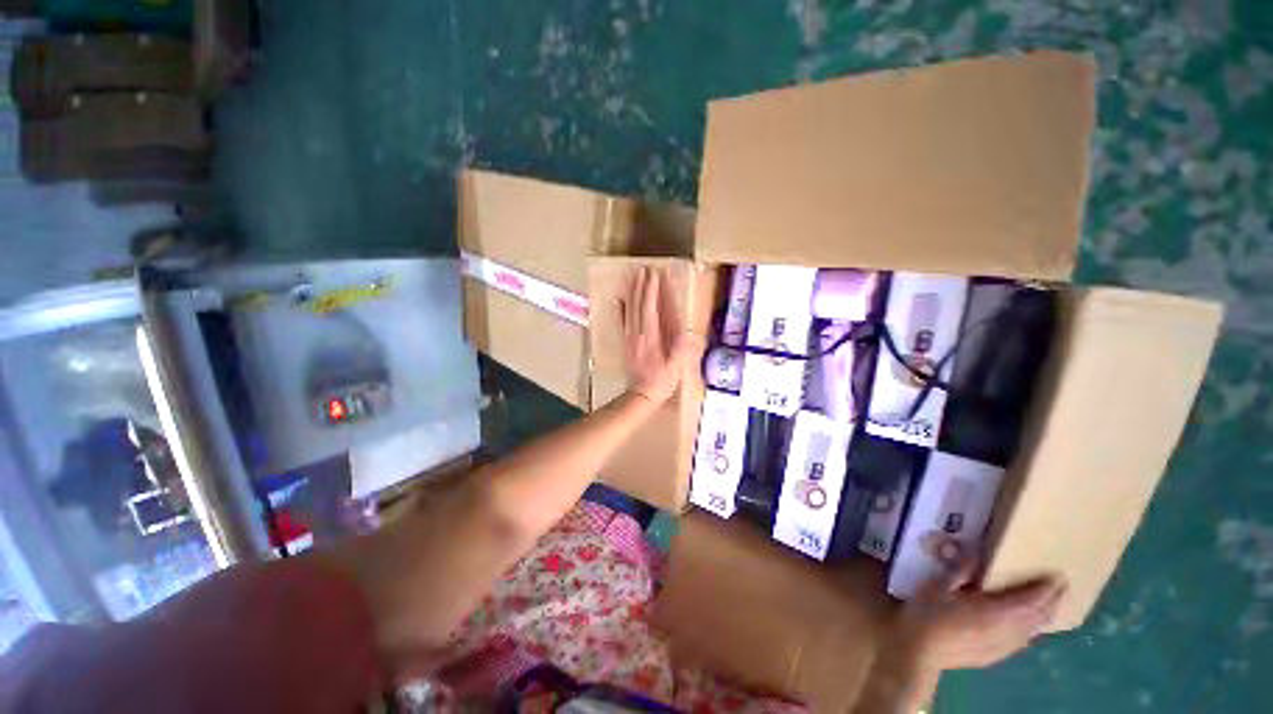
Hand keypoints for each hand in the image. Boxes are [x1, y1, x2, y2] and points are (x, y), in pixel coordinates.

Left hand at [620, 267, 701, 404]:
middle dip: (640, 286)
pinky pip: (622, 321)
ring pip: (629, 310)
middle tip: (643, 269)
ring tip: (633, 277)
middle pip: (637, 305)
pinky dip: (621, 308)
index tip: (654, 275)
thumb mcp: (674, 369)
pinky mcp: (626, 342)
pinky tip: (620, 300)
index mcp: (650, 338)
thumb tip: (687, 332)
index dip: (651, 291)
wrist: (640, 395)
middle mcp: (637, 334)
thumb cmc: (660, 382)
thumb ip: (680, 351)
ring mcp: (629, 337)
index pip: (649, 309)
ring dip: (632, 292)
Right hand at [894, 561, 1065, 672]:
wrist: (919, 649)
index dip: (1047, 590)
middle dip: (1053, 602)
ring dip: (1044, 617)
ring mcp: (1003, 647)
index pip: (1031, 601)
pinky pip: (1023, 641)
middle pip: (1038, 618)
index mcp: (995, 612)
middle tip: (1061, 587)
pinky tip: (1028, 627)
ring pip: (1034, 632)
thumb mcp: (938, 585)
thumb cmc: (928, 613)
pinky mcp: (996, 656)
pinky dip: (1032, 630)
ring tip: (1049, 604)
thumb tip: (975, 555)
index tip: (1059, 576)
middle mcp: (1007, 632)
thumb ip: (959, 571)